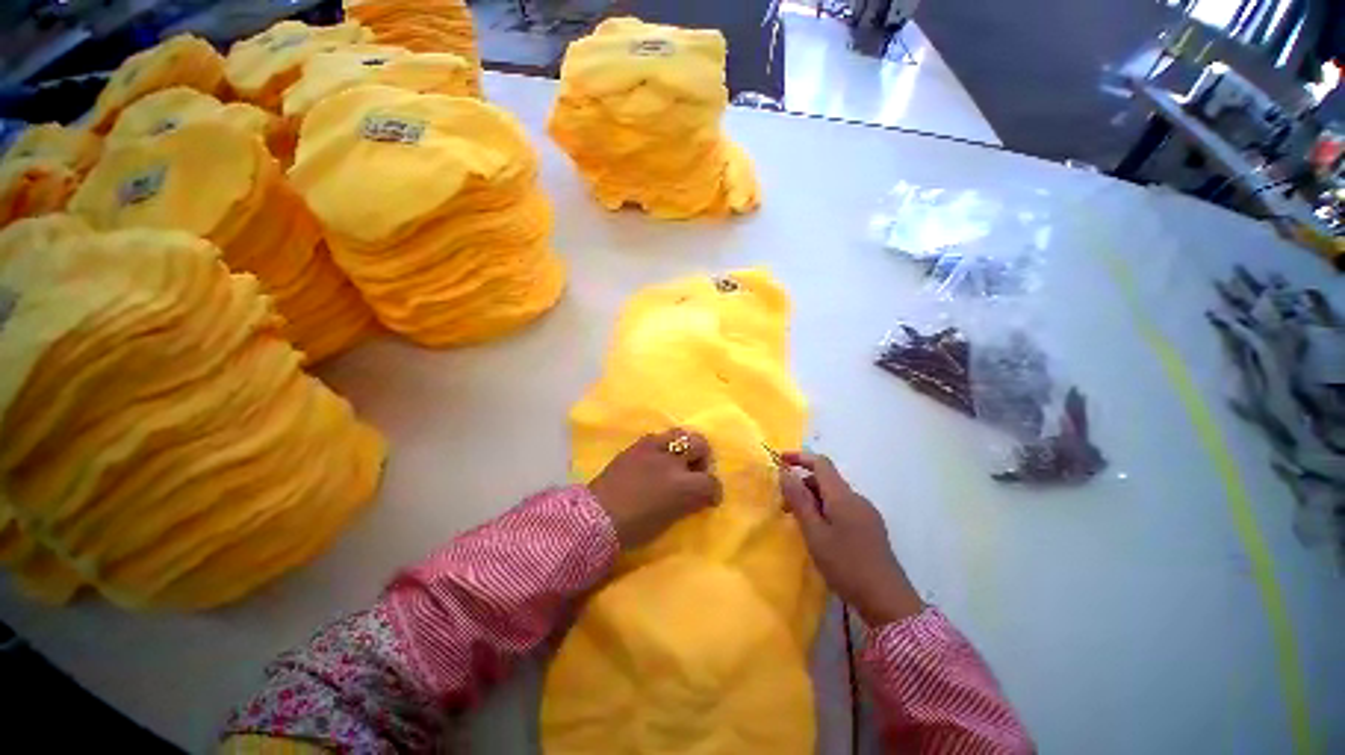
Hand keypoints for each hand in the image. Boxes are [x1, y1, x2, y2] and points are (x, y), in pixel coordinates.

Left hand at [588, 429, 722, 549]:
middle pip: (701, 445)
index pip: (711, 481)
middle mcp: (672, 461)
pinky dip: (665, 446)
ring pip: (682, 434)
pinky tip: (657, 460)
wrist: (595, 518)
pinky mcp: (638, 444)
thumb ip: (689, 503)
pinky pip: (660, 437)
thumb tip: (700, 496)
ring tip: (677, 461)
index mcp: (683, 487)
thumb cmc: (634, 529)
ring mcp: (654, 448)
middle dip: (703, 458)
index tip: (711, 498)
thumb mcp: (669, 520)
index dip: (714, 491)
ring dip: (685, 447)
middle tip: (695, 472)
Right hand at [779, 451, 923, 625]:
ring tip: (800, 524)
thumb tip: (785, 473)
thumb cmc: (846, 565)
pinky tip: (820, 535)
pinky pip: (843, 509)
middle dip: (802, 486)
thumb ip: (799, 500)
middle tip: (784, 507)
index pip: (821, 463)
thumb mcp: (814, 533)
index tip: (779, 460)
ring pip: (834, 496)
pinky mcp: (871, 529)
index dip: (799, 457)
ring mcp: (866, 514)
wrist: (888, 602)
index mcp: (843, 496)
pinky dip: (826, 512)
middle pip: (826, 480)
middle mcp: (857, 499)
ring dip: (813, 501)